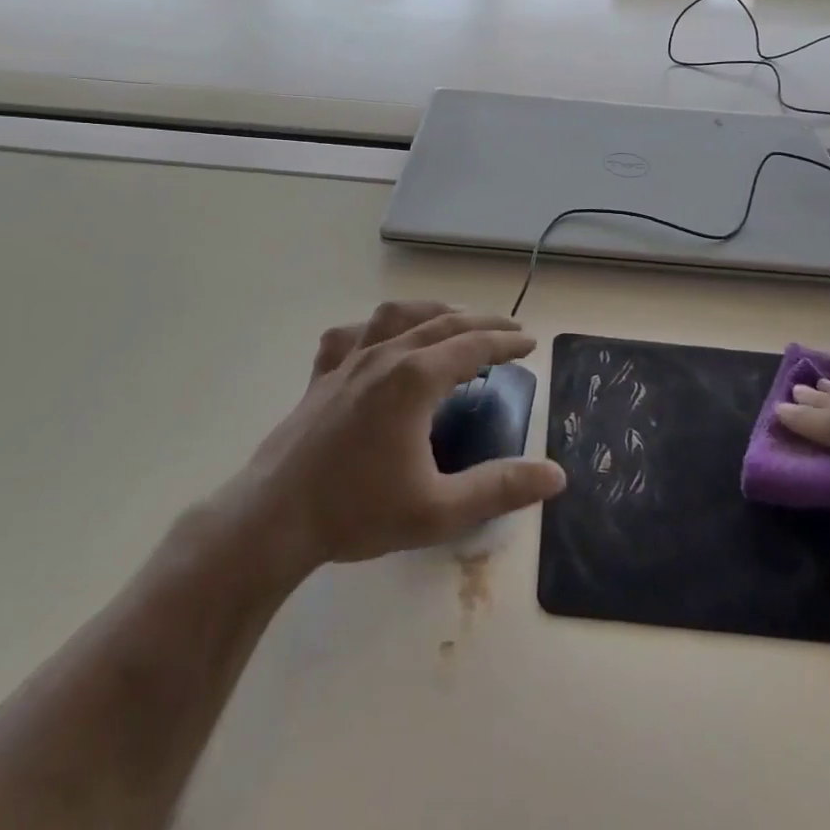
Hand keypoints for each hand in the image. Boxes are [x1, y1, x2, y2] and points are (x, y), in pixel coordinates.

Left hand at [234, 302, 566, 577]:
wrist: (273, 518)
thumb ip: (500, 489)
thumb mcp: (438, 510)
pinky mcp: (322, 376)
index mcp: (415, 379)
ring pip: (397, 316)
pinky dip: (374, 328)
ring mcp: (348, 361)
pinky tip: (378, 340)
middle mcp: (385, 356)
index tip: (530, 342)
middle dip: (481, 322)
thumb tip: (556, 475)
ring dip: (432, 311)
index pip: (473, 346)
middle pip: (442, 323)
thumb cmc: (357, 512)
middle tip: (509, 329)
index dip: (506, 341)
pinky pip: (351, 335)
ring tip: (453, 318)